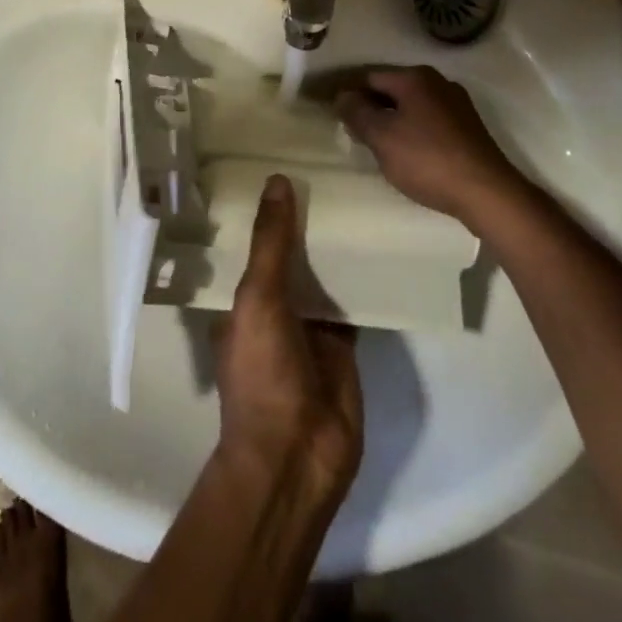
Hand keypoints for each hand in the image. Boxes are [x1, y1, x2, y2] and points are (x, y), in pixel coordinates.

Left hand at [215, 175, 363, 498]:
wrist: (297, 456)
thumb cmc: (262, 372)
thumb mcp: (257, 298)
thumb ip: (270, 243)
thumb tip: (276, 180)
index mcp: (240, 299)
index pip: (250, 243)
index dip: (264, 210)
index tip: (282, 165)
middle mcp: (272, 308)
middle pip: (291, 256)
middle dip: (305, 222)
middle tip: (328, 169)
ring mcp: (309, 327)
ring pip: (323, 275)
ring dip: (335, 247)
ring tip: (356, 193)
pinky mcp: (343, 343)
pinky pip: (353, 301)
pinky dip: (364, 279)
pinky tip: (381, 245)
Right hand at [336, 67, 528, 225]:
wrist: (486, 192)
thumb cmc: (427, 160)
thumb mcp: (382, 137)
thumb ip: (357, 113)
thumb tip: (342, 96)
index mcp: (415, 78)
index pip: (369, 76)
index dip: (347, 93)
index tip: (330, 111)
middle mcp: (437, 82)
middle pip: (391, 88)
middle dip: (369, 106)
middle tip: (350, 131)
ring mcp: (456, 103)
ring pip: (410, 105)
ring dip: (390, 119)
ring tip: (374, 143)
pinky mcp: (467, 126)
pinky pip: (427, 120)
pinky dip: (410, 129)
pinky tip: (405, 151)